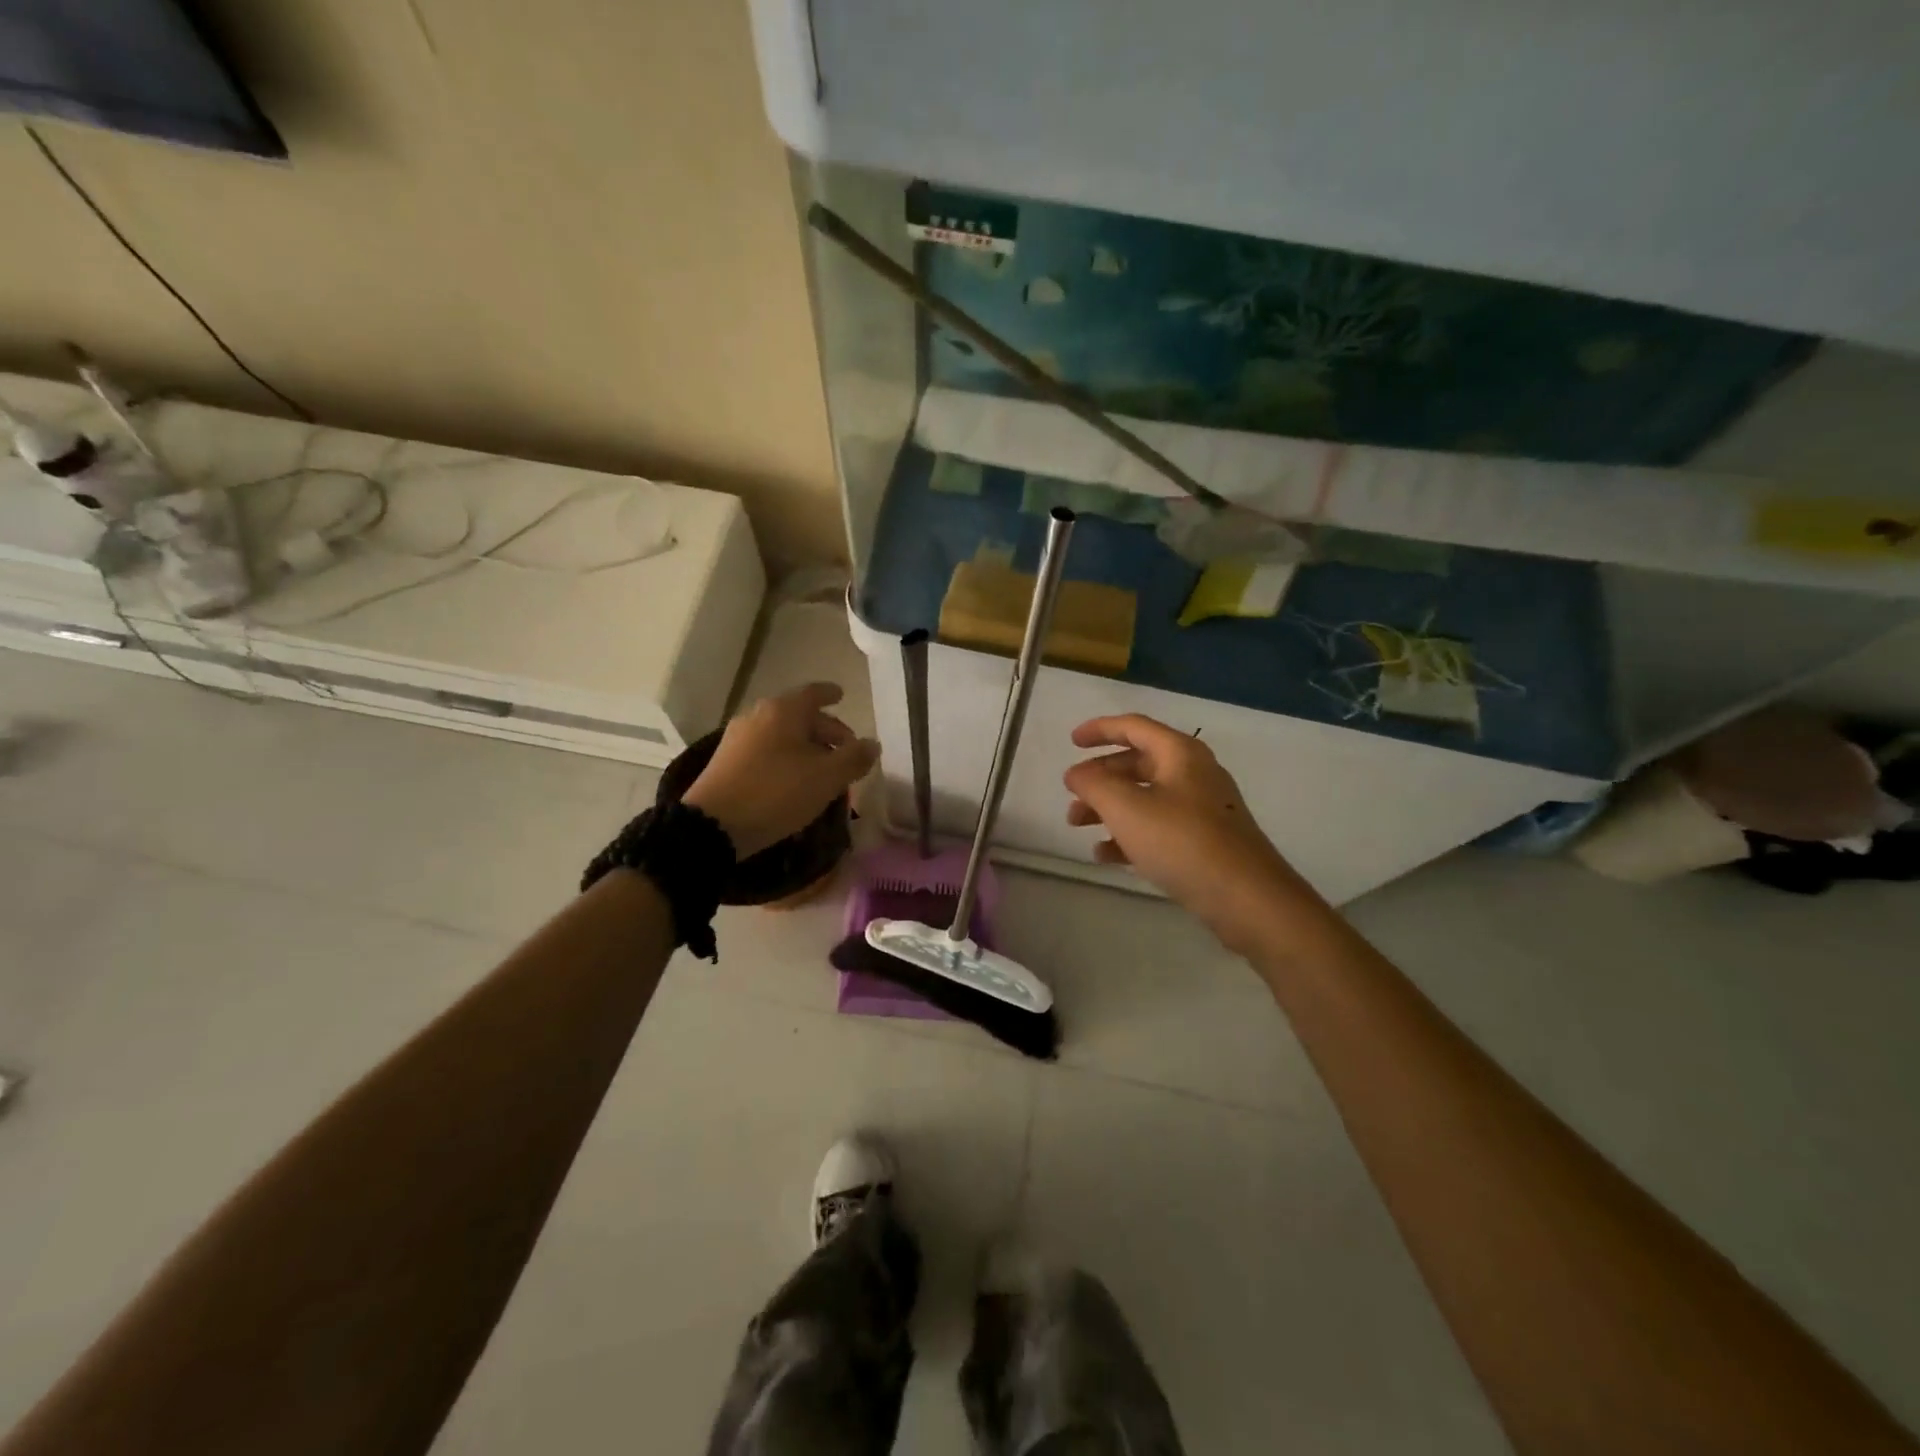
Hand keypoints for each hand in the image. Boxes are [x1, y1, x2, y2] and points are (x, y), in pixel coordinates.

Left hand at [682, 683, 879, 858]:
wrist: (713, 826)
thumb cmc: (777, 793)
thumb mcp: (826, 778)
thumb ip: (854, 758)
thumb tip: (873, 744)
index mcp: (784, 710)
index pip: (814, 693)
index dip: (831, 694)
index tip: (842, 695)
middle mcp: (758, 715)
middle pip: (799, 715)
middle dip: (825, 730)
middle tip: (846, 750)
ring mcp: (738, 738)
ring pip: (782, 735)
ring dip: (806, 747)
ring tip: (824, 770)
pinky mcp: (726, 762)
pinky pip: (766, 751)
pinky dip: (786, 758)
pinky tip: (795, 781)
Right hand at [1063, 715, 1309, 944]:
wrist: (1247, 898)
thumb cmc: (1182, 842)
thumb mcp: (1126, 808)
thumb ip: (1093, 784)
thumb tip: (1076, 774)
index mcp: (1179, 753)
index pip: (1133, 727)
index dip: (1099, 730)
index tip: (1071, 742)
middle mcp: (1193, 774)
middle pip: (1137, 764)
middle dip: (1099, 778)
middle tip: (1070, 796)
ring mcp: (1202, 809)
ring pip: (1144, 797)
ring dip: (1109, 807)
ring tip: (1078, 826)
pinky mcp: (1204, 841)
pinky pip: (1158, 827)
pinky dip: (1129, 834)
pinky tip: (1105, 855)